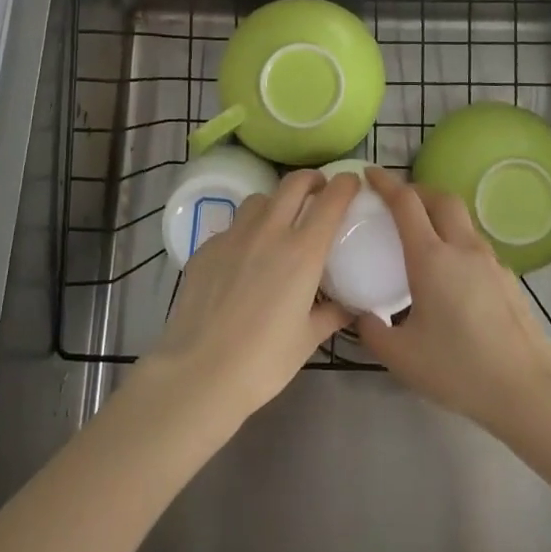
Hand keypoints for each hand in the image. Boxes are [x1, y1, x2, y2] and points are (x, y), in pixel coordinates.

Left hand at [137, 168, 355, 428]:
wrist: (199, 371)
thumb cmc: (263, 361)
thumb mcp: (307, 339)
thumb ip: (331, 314)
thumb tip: (348, 306)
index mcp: (302, 251)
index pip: (330, 200)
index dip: (345, 184)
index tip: (351, 182)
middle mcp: (269, 231)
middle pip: (293, 183)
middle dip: (311, 180)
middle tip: (318, 191)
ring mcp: (234, 235)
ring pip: (259, 200)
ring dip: (276, 203)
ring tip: (279, 224)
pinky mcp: (207, 247)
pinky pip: (232, 227)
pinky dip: (246, 233)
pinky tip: (243, 260)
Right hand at [355, 166, 550, 434]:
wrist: (528, 392)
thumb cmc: (459, 370)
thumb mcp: (402, 358)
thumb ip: (373, 332)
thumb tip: (362, 317)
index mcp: (432, 258)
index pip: (406, 202)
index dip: (386, 183)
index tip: (369, 174)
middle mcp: (463, 248)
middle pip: (441, 197)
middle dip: (417, 190)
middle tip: (397, 201)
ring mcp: (491, 262)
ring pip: (463, 220)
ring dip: (440, 215)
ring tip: (423, 236)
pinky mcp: (509, 280)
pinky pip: (477, 246)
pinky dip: (457, 242)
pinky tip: (452, 275)